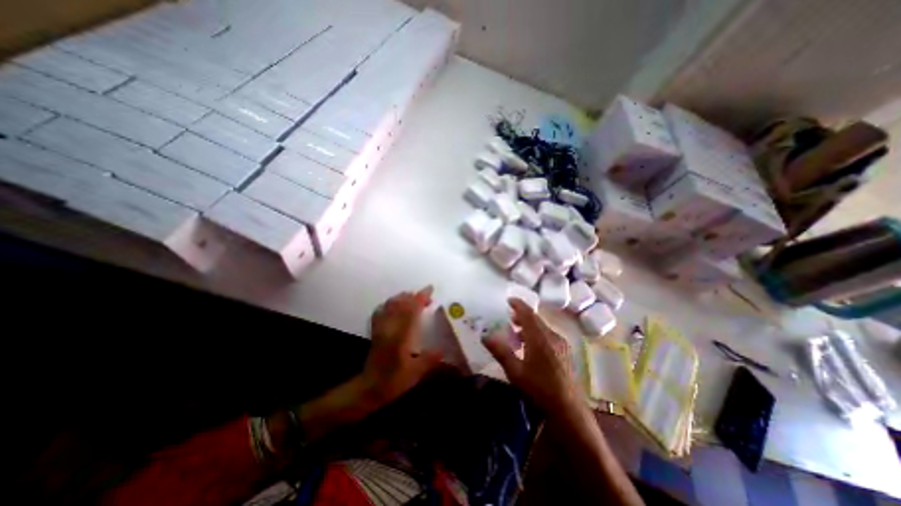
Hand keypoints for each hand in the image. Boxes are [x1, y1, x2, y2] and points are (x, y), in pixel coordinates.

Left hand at [361, 288, 441, 404]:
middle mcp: (389, 327)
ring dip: (402, 298)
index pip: (411, 310)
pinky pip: (380, 310)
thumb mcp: (415, 373)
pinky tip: (395, 306)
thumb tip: (444, 349)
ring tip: (413, 299)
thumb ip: (430, 359)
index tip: (430, 290)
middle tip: (427, 297)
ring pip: (390, 304)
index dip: (421, 298)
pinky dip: (389, 304)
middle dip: (414, 296)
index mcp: (400, 336)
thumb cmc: (393, 381)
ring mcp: (380, 328)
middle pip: (401, 303)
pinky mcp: (375, 331)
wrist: (369, 389)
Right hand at [487, 299, 576, 412]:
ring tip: (517, 333)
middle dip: (522, 315)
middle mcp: (552, 336)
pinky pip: (549, 335)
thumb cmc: (540, 390)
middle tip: (509, 317)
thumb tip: (485, 336)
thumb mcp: (516, 372)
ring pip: (543, 327)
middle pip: (536, 319)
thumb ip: (501, 352)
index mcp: (539, 338)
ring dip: (529, 326)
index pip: (528, 314)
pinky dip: (537, 334)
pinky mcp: (565, 352)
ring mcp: (561, 344)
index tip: (509, 299)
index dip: (518, 304)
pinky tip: (531, 347)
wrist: (569, 410)